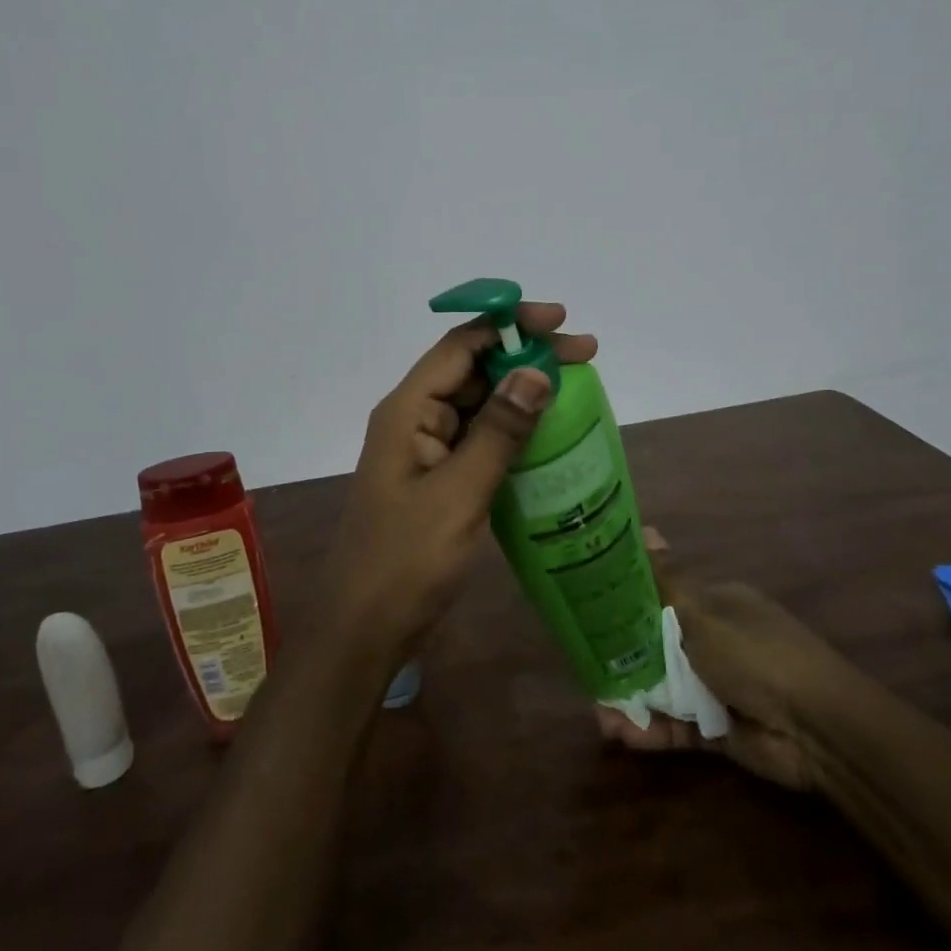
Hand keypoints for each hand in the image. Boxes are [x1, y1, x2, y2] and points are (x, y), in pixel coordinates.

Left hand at [323, 303, 597, 666]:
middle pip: (472, 369)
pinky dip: (513, 428)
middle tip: (585, 355)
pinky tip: (548, 433)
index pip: (461, 346)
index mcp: (407, 410)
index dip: (509, 325)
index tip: (560, 321)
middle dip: (525, 356)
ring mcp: (426, 450)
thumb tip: (536, 373)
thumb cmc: (406, 560)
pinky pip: (479, 437)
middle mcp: (414, 419)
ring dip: (522, 391)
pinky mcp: (438, 478)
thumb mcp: (459, 493)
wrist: (365, 629)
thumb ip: (499, 432)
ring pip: (478, 403)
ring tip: (577, 386)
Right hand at [596, 527, 839, 789]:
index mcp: (715, 604)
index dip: (627, 604)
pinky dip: (650, 730)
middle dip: (622, 659)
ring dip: (631, 699)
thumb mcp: (703, 612)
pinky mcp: (717, 729)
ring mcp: (716, 686)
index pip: (662, 597)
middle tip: (586, 670)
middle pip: (656, 646)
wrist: (818, 729)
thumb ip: (667, 580)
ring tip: (599, 716)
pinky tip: (619, 734)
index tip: (591, 612)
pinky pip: (676, 726)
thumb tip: (647, 528)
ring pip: (662, 689)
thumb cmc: (756, 654)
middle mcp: (713, 641)